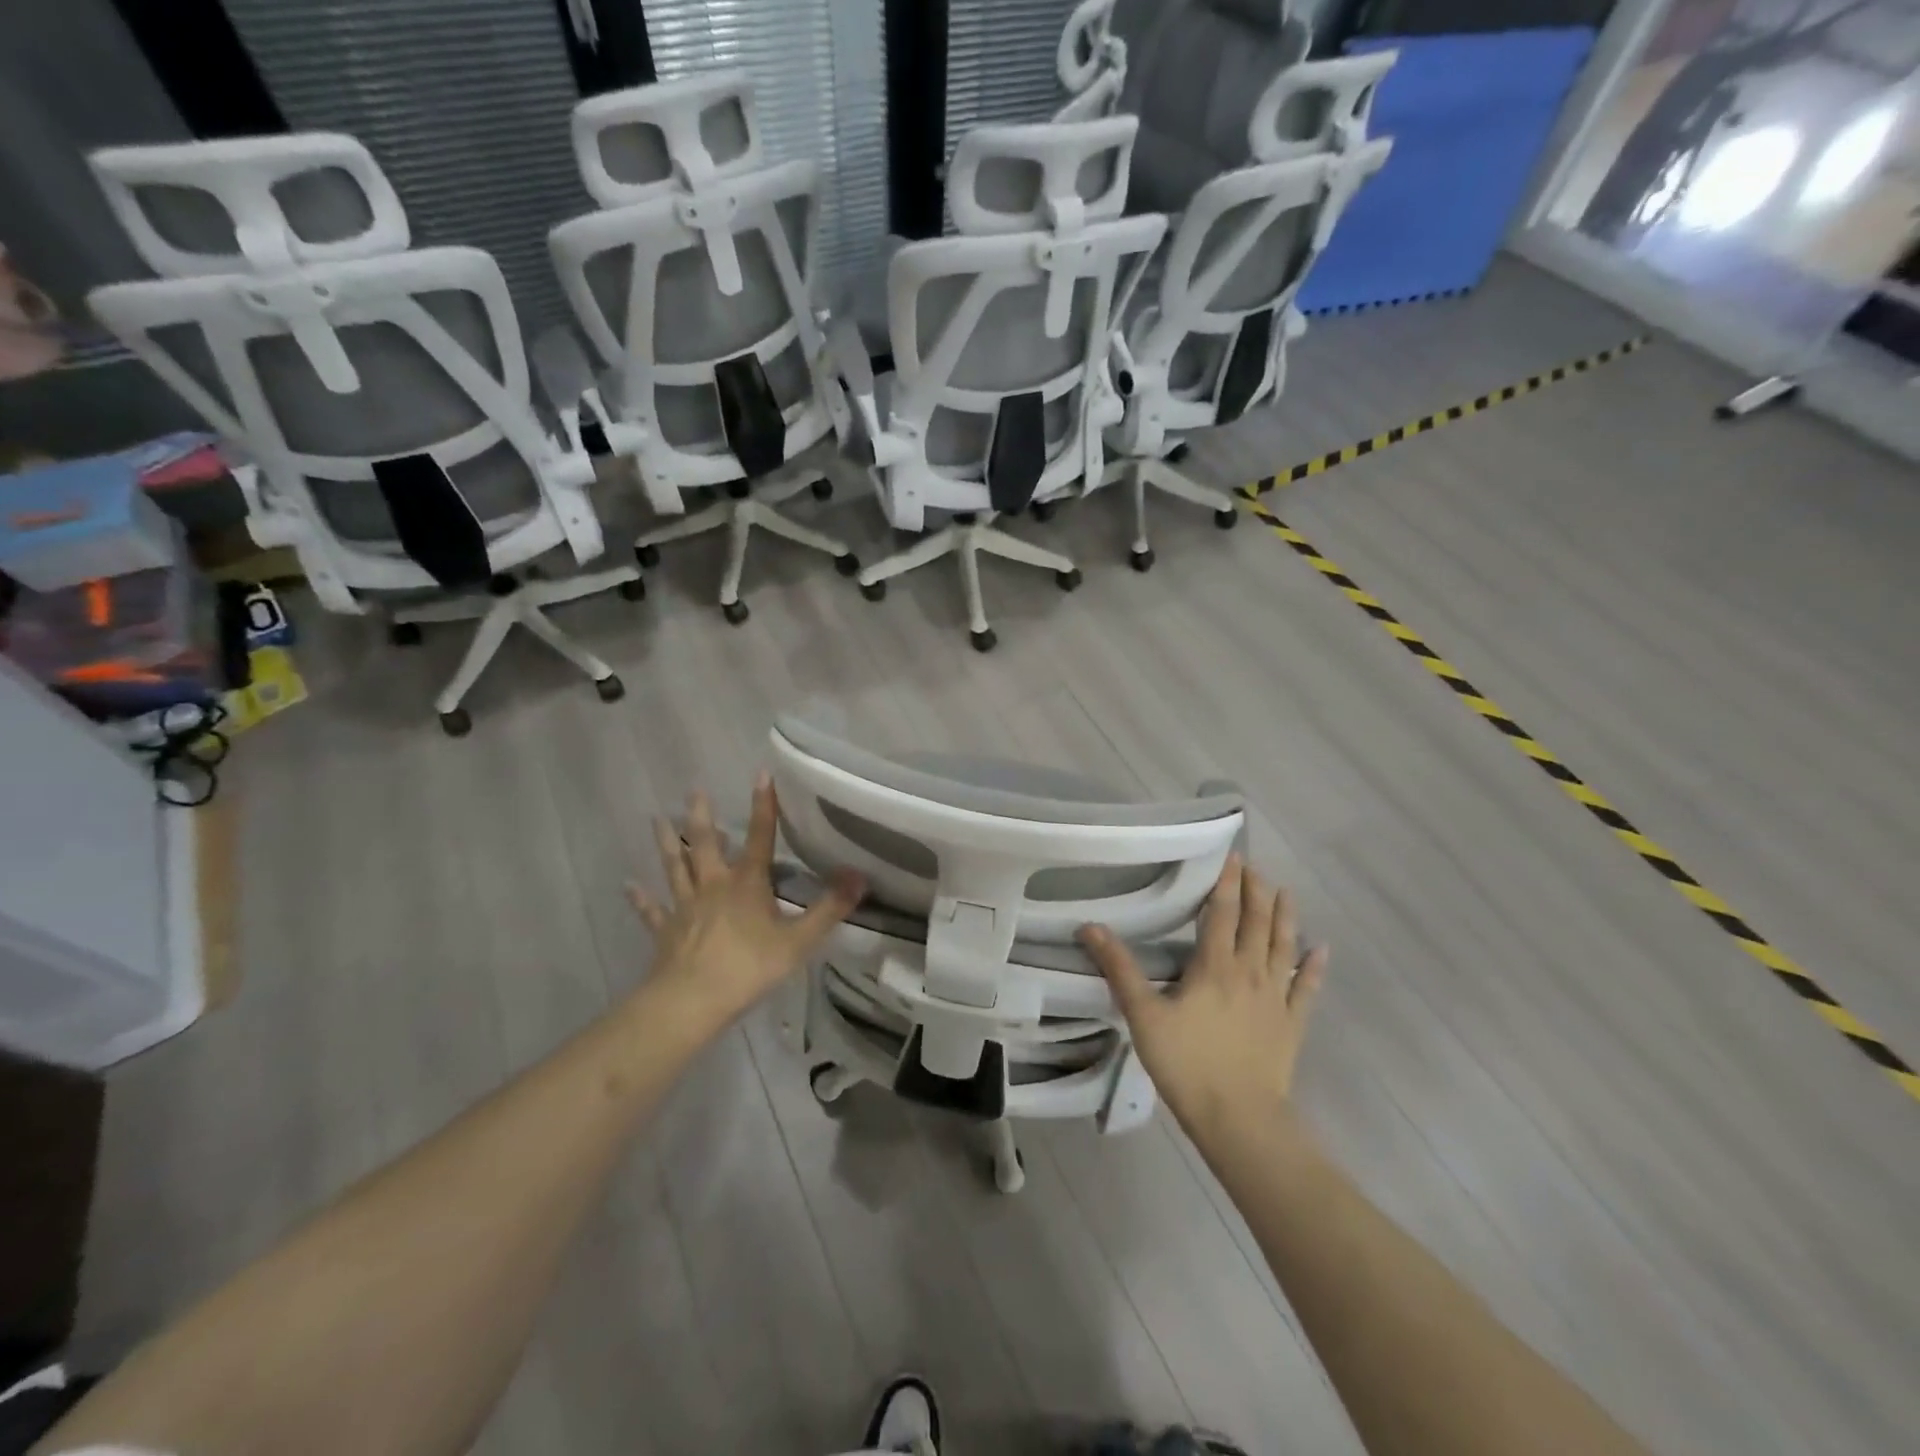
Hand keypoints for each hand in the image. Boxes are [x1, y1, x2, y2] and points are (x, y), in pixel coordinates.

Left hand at [628, 775, 863, 1031]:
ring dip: (667, 843)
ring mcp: (685, 907)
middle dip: (701, 816)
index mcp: (747, 883)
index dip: (763, 805)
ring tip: (656, 819)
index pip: (760, 836)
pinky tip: (629, 886)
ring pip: (675, 868)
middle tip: (694, 790)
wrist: (693, 1001)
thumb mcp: (800, 939)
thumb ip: (830, 908)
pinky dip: (641, 898)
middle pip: (705, 844)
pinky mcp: (666, 930)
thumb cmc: (749, 966)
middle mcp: (713, 885)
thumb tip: (861, 875)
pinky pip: (652, 910)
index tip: (760, 773)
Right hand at [1078, 854, 1326, 1137]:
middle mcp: (1250, 972)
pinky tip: (1322, 949)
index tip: (1233, 855)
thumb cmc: (1187, 1064)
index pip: (1222, 912)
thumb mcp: (1143, 1015)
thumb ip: (1119, 968)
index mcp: (1215, 966)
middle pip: (1256, 922)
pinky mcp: (1292, 1024)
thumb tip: (1090, 926)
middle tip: (1254, 866)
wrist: (1240, 1119)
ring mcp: (1276, 998)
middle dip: (1256, 890)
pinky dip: (1315, 967)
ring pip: (1283, 947)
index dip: (1226, 882)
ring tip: (1286, 890)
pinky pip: (1307, 989)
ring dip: (1285, 916)